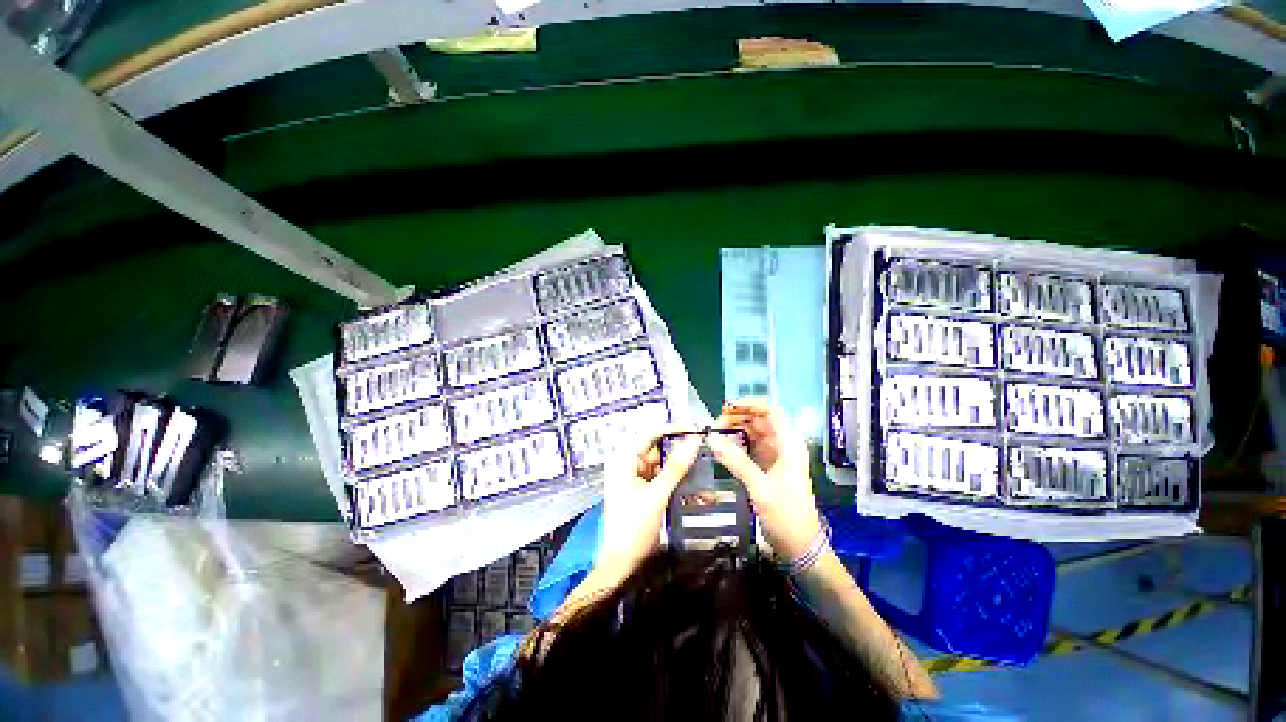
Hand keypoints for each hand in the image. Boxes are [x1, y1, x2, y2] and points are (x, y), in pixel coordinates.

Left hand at [597, 429, 701, 579]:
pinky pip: (663, 480)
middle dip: (681, 450)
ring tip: (707, 466)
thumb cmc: (633, 528)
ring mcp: (635, 478)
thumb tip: (694, 440)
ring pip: (663, 465)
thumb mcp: (656, 495)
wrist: (621, 567)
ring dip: (682, 468)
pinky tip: (697, 487)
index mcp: (624, 459)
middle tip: (707, 449)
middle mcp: (628, 464)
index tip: (697, 429)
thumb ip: (676, 467)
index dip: (674, 429)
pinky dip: (678, 482)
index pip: (651, 433)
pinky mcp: (643, 492)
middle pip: (658, 449)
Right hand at [709, 402, 822, 560]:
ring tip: (715, 434)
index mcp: (789, 445)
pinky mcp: (768, 466)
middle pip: (760, 420)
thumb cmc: (786, 517)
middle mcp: (784, 446)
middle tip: (715, 425)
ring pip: (754, 432)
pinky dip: (737, 443)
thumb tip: (712, 439)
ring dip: (736, 429)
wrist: (800, 546)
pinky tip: (723, 447)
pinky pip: (751, 446)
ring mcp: (776, 456)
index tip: (727, 407)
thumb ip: (737, 462)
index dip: (750, 405)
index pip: (771, 412)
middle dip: (738, 418)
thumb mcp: (761, 489)